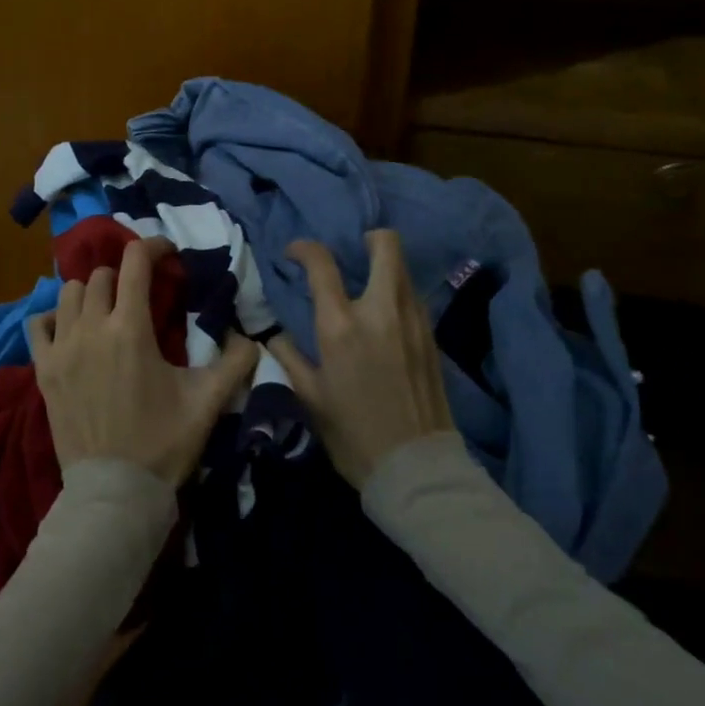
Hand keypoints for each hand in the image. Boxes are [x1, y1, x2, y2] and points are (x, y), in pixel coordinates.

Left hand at [27, 238, 257, 486]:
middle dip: (125, 275)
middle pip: (101, 275)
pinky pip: (38, 323)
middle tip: (141, 293)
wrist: (115, 491)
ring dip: (90, 292)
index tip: (167, 252)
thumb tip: (253, 337)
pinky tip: (70, 330)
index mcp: (130, 329)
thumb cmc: (163, 443)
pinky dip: (54, 317)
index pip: (135, 262)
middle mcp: (91, 328)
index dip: (153, 246)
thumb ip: (235, 363)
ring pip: (68, 293)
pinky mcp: (43, 370)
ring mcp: (61, 348)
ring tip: (107, 309)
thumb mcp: (207, 402)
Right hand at [269, 229, 454, 489]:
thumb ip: (287, 356)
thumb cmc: (352, 433)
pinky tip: (385, 318)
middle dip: (369, 238)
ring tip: (366, 287)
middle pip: (386, 245)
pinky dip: (398, 293)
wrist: (416, 467)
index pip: (322, 263)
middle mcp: (381, 310)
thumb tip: (272, 333)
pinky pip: (414, 297)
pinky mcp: (432, 336)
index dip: (304, 249)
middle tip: (352, 254)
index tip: (294, 254)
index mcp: (341, 326)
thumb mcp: (308, 397)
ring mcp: (413, 320)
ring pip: (404, 269)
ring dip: (384, 267)